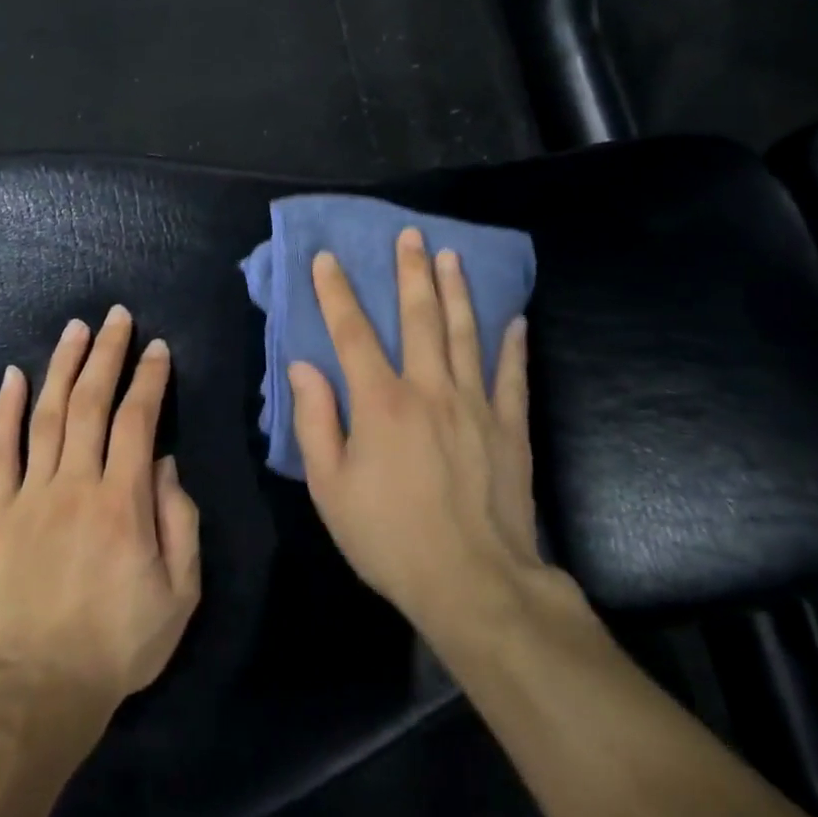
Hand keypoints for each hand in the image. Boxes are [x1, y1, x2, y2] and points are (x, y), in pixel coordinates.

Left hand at [0, 306, 201, 712]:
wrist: (39, 689)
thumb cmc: (120, 642)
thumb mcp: (180, 592)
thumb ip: (179, 521)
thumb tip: (166, 464)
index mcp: (123, 502)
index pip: (138, 420)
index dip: (149, 379)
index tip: (158, 349)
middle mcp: (76, 484)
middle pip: (90, 403)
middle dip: (107, 354)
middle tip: (117, 317)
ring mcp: (30, 495)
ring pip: (46, 415)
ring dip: (62, 366)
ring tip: (75, 329)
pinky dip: (4, 410)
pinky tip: (12, 375)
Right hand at [288, 228, 547, 637]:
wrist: (473, 583)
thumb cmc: (388, 537)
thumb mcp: (330, 488)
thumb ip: (315, 421)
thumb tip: (303, 366)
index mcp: (380, 403)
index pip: (352, 333)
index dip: (336, 292)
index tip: (328, 258)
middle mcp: (429, 389)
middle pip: (419, 318)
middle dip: (411, 273)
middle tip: (411, 234)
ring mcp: (475, 405)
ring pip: (465, 334)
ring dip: (456, 292)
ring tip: (451, 256)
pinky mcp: (510, 427)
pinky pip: (512, 375)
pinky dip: (512, 345)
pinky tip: (514, 319)